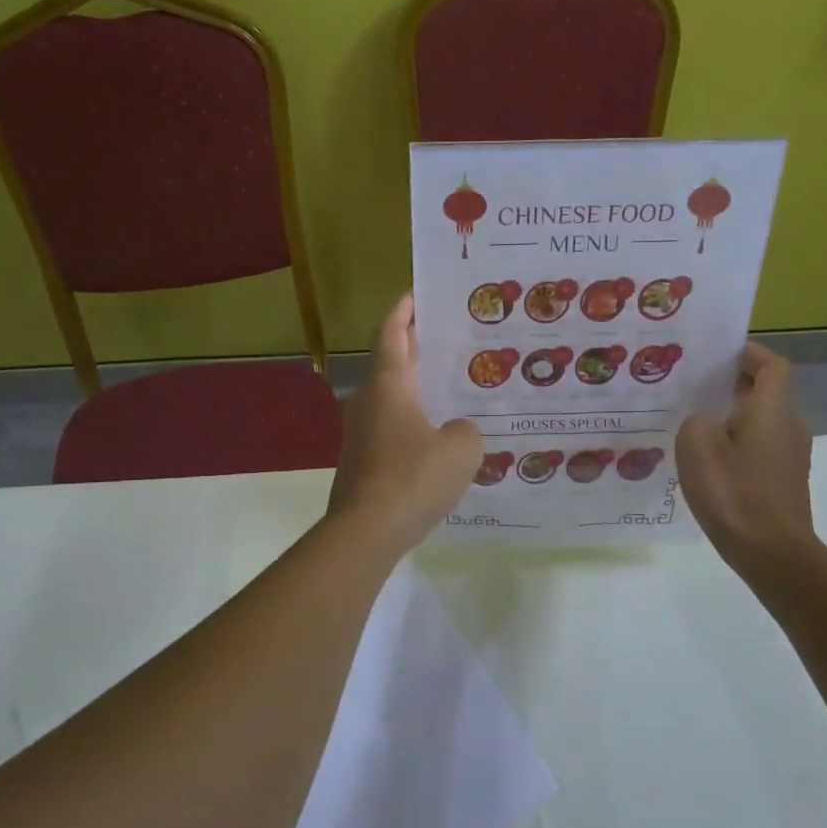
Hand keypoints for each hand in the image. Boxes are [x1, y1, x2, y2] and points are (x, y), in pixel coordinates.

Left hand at [327, 294, 483, 555]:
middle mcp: (368, 403)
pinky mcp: (361, 463)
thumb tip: (456, 432)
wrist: (366, 532)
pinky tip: (436, 440)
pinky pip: (391, 431)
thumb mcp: (461, 450)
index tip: (413, 295)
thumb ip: (467, 431)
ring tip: (448, 391)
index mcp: (388, 387)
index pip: (392, 336)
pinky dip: (411, 424)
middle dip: (414, 349)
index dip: (403, 313)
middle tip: (444, 339)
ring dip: (414, 391)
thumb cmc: (413, 478)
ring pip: (391, 400)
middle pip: (391, 365)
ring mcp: (360, 435)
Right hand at [676, 341, 816, 576]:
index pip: (772, 365)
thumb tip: (704, 420)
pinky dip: (736, 443)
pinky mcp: (783, 481)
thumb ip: (696, 419)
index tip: (718, 353)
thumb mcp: (696, 445)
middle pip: (765, 393)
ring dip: (731, 416)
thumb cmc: (734, 492)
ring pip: (760, 422)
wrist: (772, 553)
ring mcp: (790, 457)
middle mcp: (789, 426)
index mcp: (772, 410)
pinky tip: (706, 461)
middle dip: (731, 384)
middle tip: (692, 387)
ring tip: (692, 423)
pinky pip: (759, 448)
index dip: (749, 353)